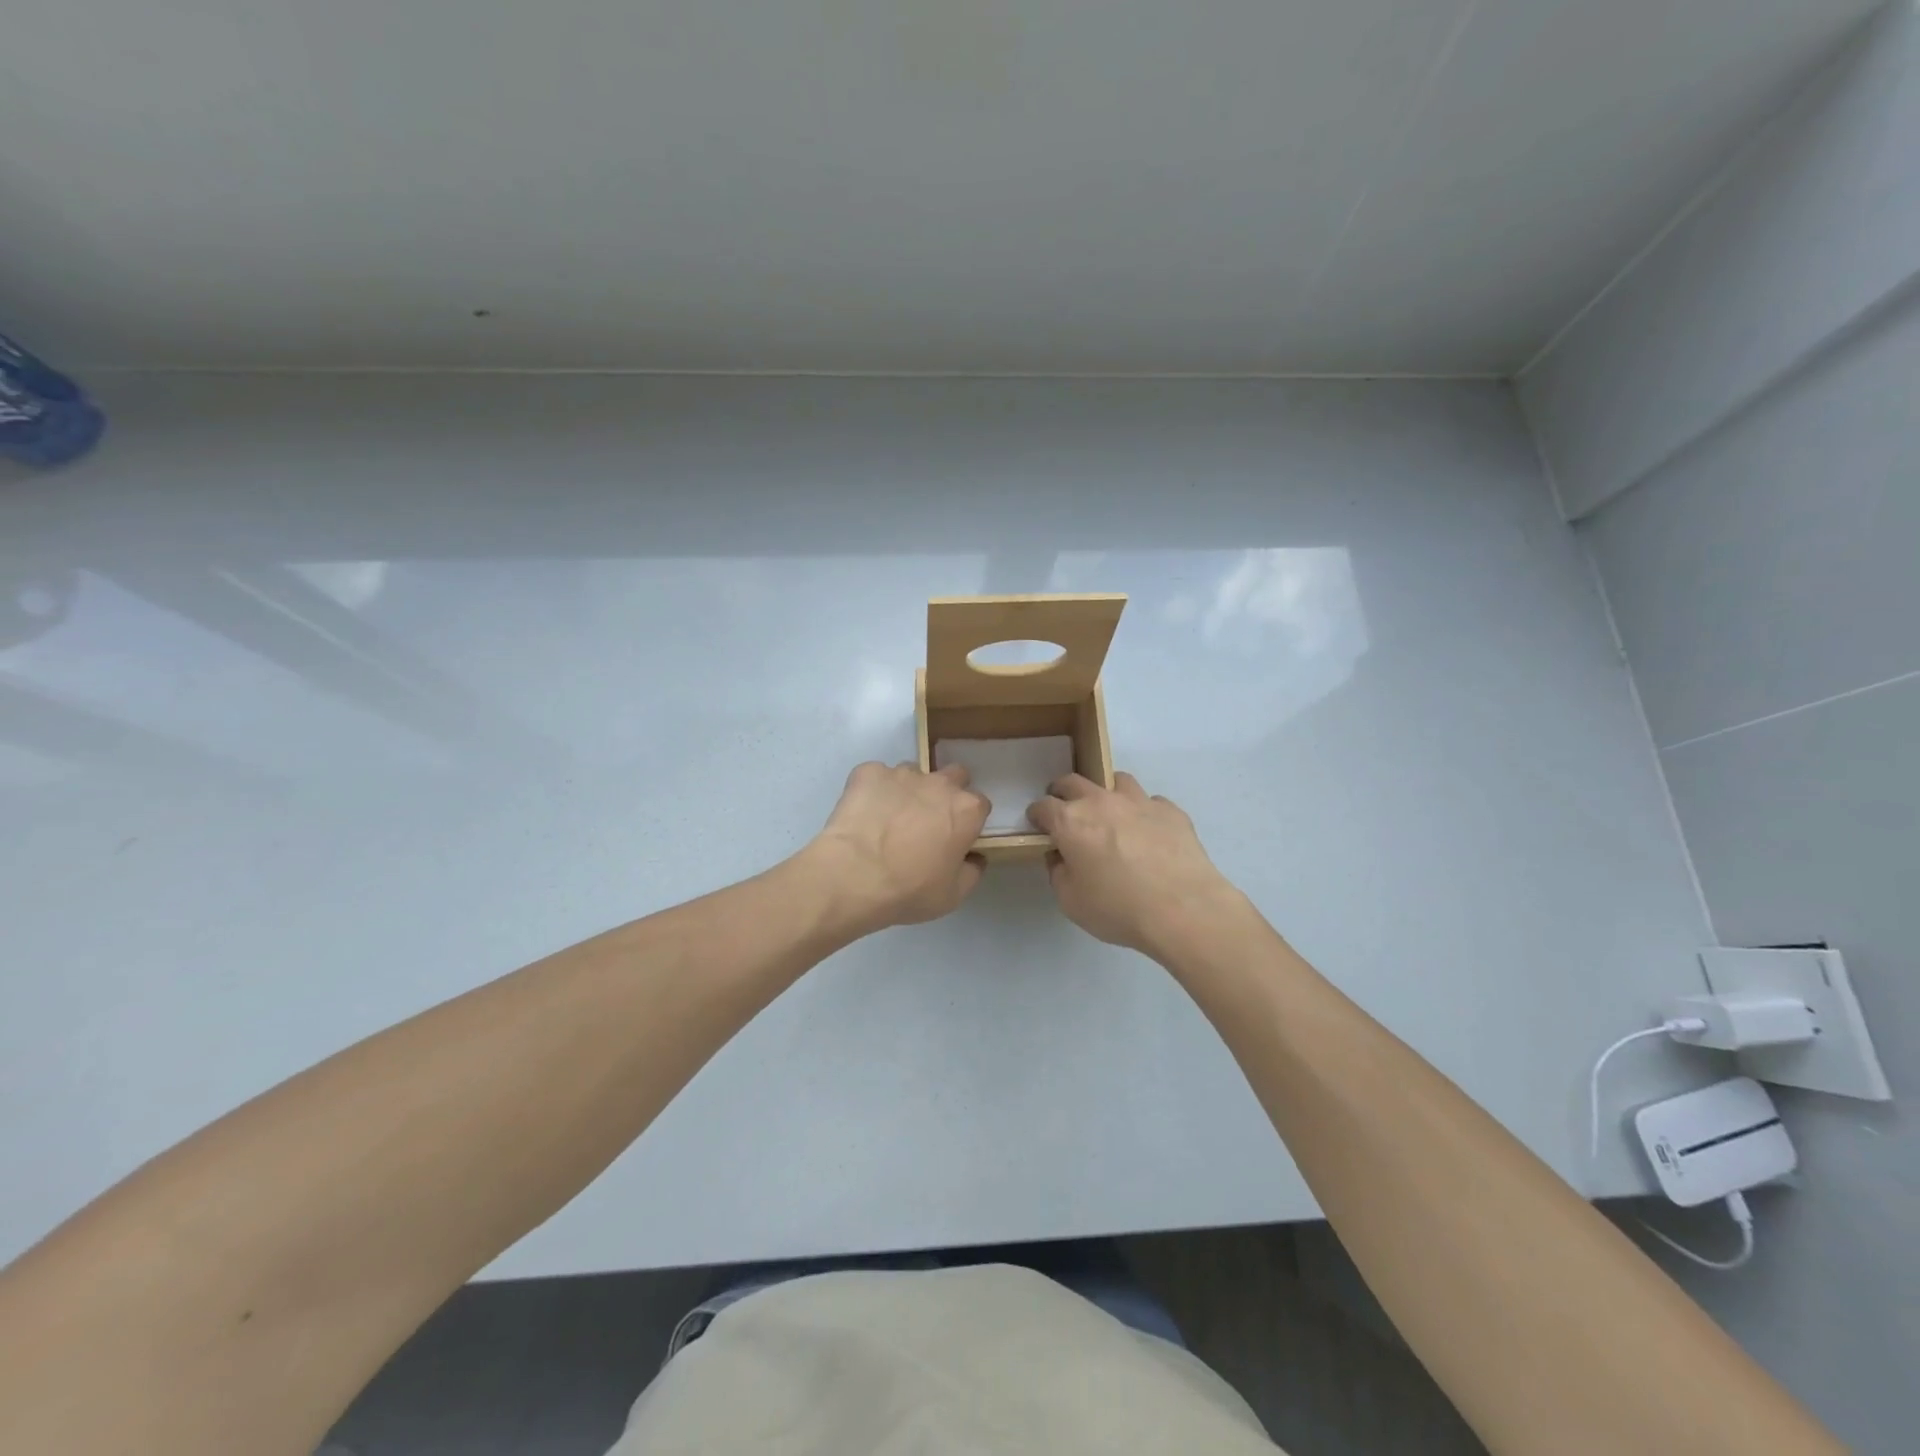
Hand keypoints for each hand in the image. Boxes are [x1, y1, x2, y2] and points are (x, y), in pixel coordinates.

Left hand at [805, 761, 990, 934]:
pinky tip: (863, 813)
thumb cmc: (909, 889)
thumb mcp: (952, 895)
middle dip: (946, 792)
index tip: (956, 837)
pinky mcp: (868, 772)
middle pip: (953, 775)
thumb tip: (974, 858)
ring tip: (888, 818)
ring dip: (908, 790)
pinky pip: (876, 776)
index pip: (979, 805)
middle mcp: (939, 783)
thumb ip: (972, 872)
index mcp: (966, 810)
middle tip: (928, 820)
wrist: (853, 875)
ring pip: (912, 774)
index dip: (968, 821)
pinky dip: (873, 790)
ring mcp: (902, 773)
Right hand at [1027, 772, 1242, 959]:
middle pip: (1074, 782)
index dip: (1037, 815)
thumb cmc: (1118, 908)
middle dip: (1063, 792)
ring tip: (1110, 814)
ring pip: (1116, 781)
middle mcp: (1101, 801)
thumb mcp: (1071, 902)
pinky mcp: (1170, 811)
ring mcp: (1139, 801)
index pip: (1043, 806)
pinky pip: (1151, 802)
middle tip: (1066, 811)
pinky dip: (1143, 812)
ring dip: (1106, 793)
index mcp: (1070, 821)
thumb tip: (1061, 857)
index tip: (1038, 825)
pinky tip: (1149, 834)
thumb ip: (1059, 873)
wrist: (1183, 909)